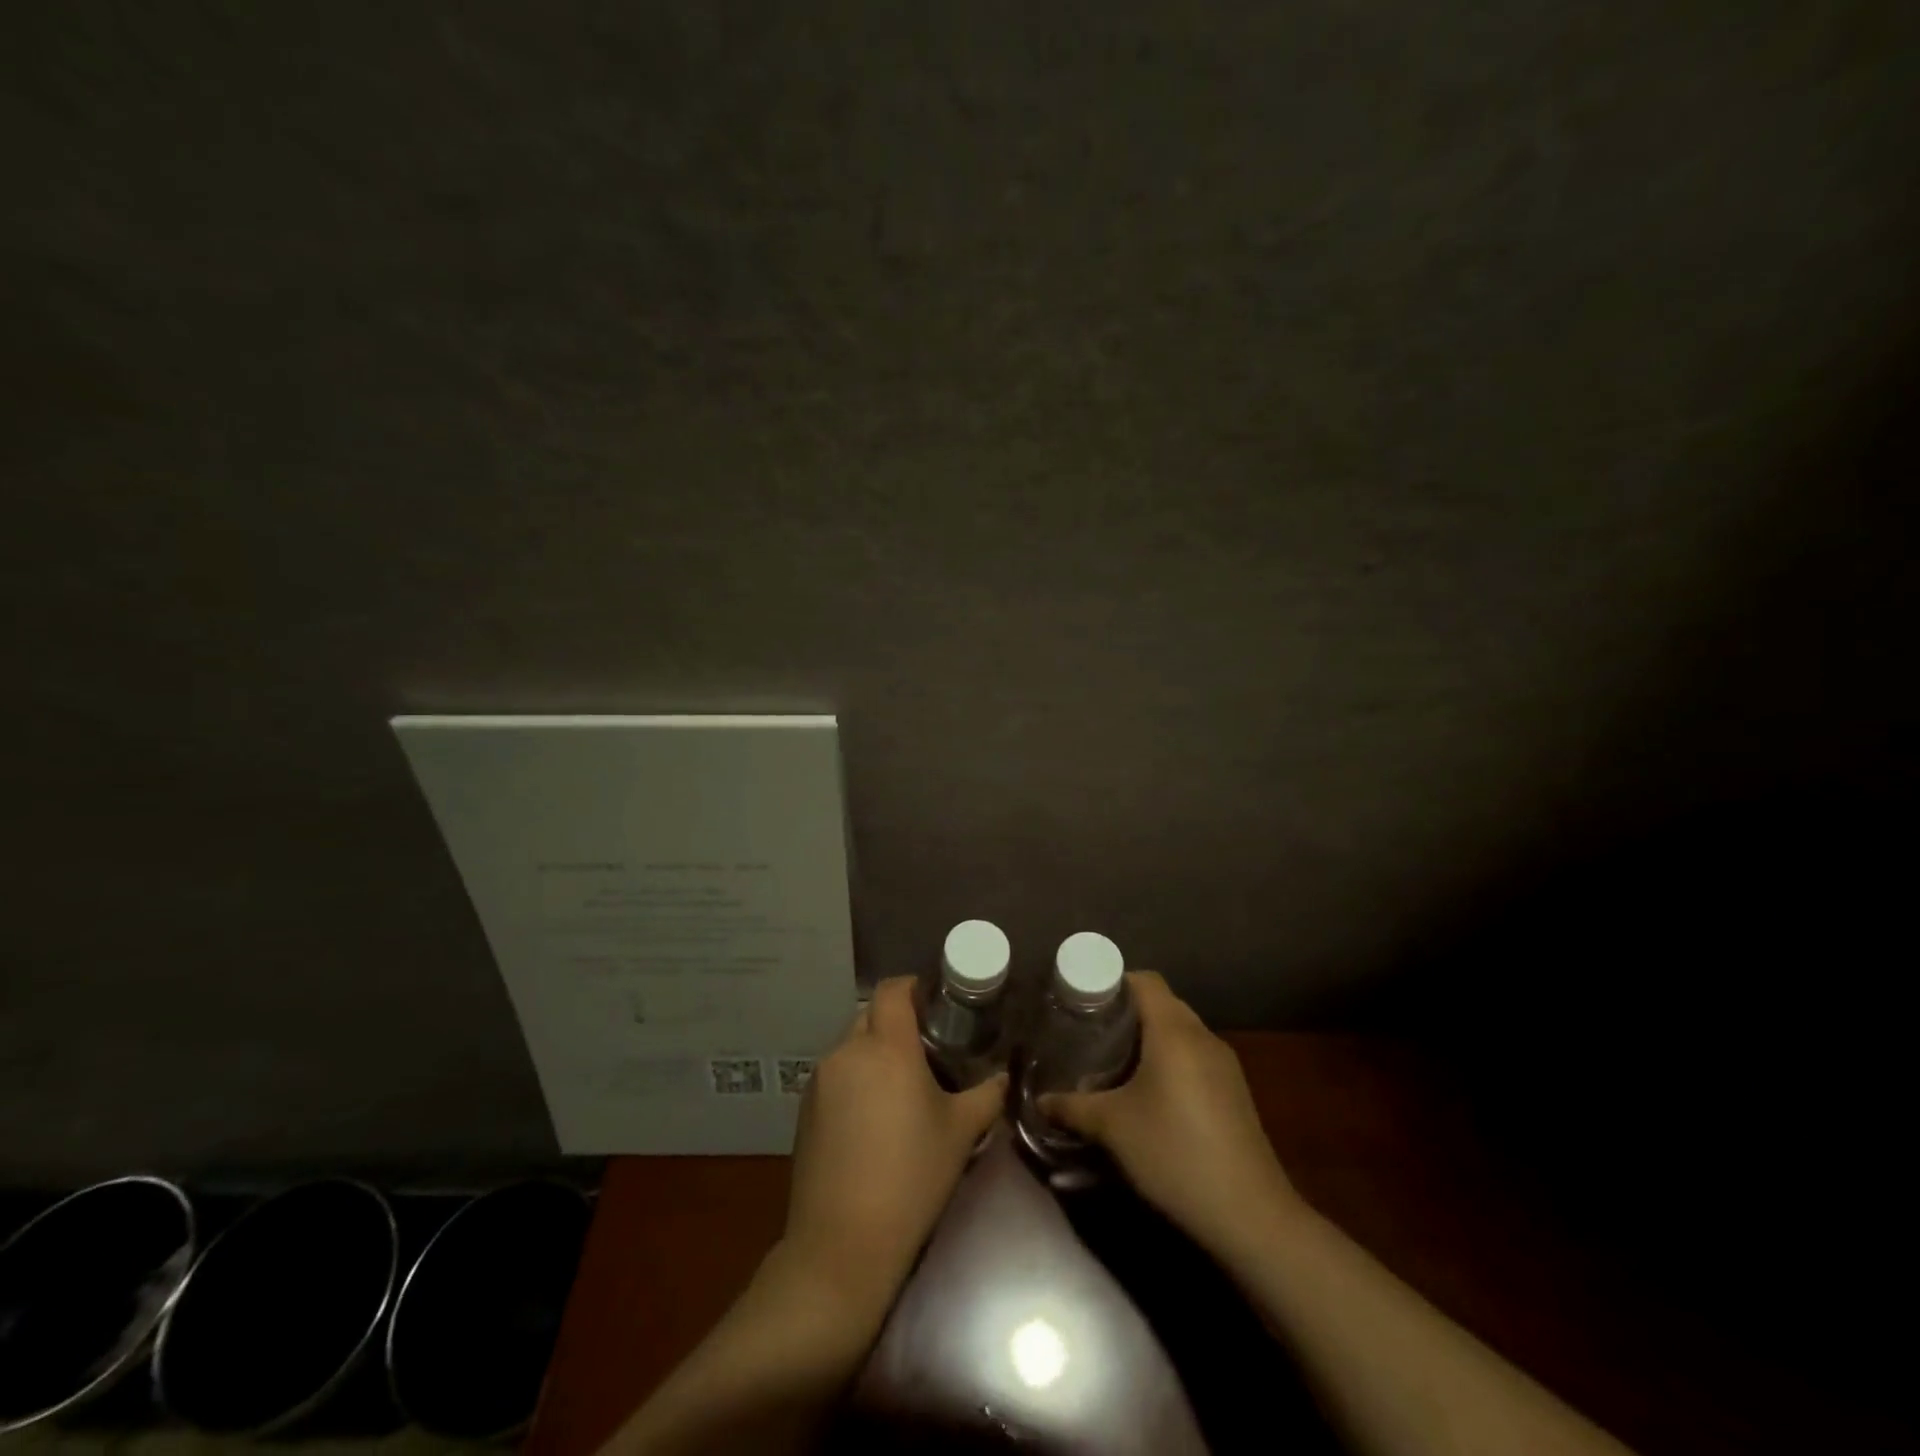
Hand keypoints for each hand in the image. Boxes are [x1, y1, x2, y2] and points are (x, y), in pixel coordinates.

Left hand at [782, 976, 1006, 1315]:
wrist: (843, 1244)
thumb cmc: (912, 1178)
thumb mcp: (961, 1133)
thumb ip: (987, 1095)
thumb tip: (1003, 1076)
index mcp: (886, 1046)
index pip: (893, 990)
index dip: (913, 988)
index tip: (935, 1005)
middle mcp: (848, 1051)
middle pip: (871, 1016)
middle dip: (896, 1024)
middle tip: (926, 1050)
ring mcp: (820, 1080)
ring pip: (851, 1046)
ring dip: (874, 1054)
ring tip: (900, 1088)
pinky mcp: (804, 1109)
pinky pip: (835, 1076)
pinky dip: (854, 1080)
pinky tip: (872, 1119)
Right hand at [1041, 972, 1298, 1258]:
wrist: (1250, 1215)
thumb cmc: (1174, 1153)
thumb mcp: (1112, 1128)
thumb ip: (1071, 1107)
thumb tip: (1039, 1101)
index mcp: (1174, 1030)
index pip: (1144, 980)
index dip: (1113, 982)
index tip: (1083, 1001)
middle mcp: (1202, 1036)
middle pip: (1162, 1003)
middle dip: (1126, 1012)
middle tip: (1091, 1032)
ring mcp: (1224, 1065)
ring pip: (1180, 1031)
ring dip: (1150, 1038)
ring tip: (1115, 1062)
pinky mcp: (1235, 1092)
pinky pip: (1195, 1057)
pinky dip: (1170, 1060)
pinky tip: (1151, 1094)